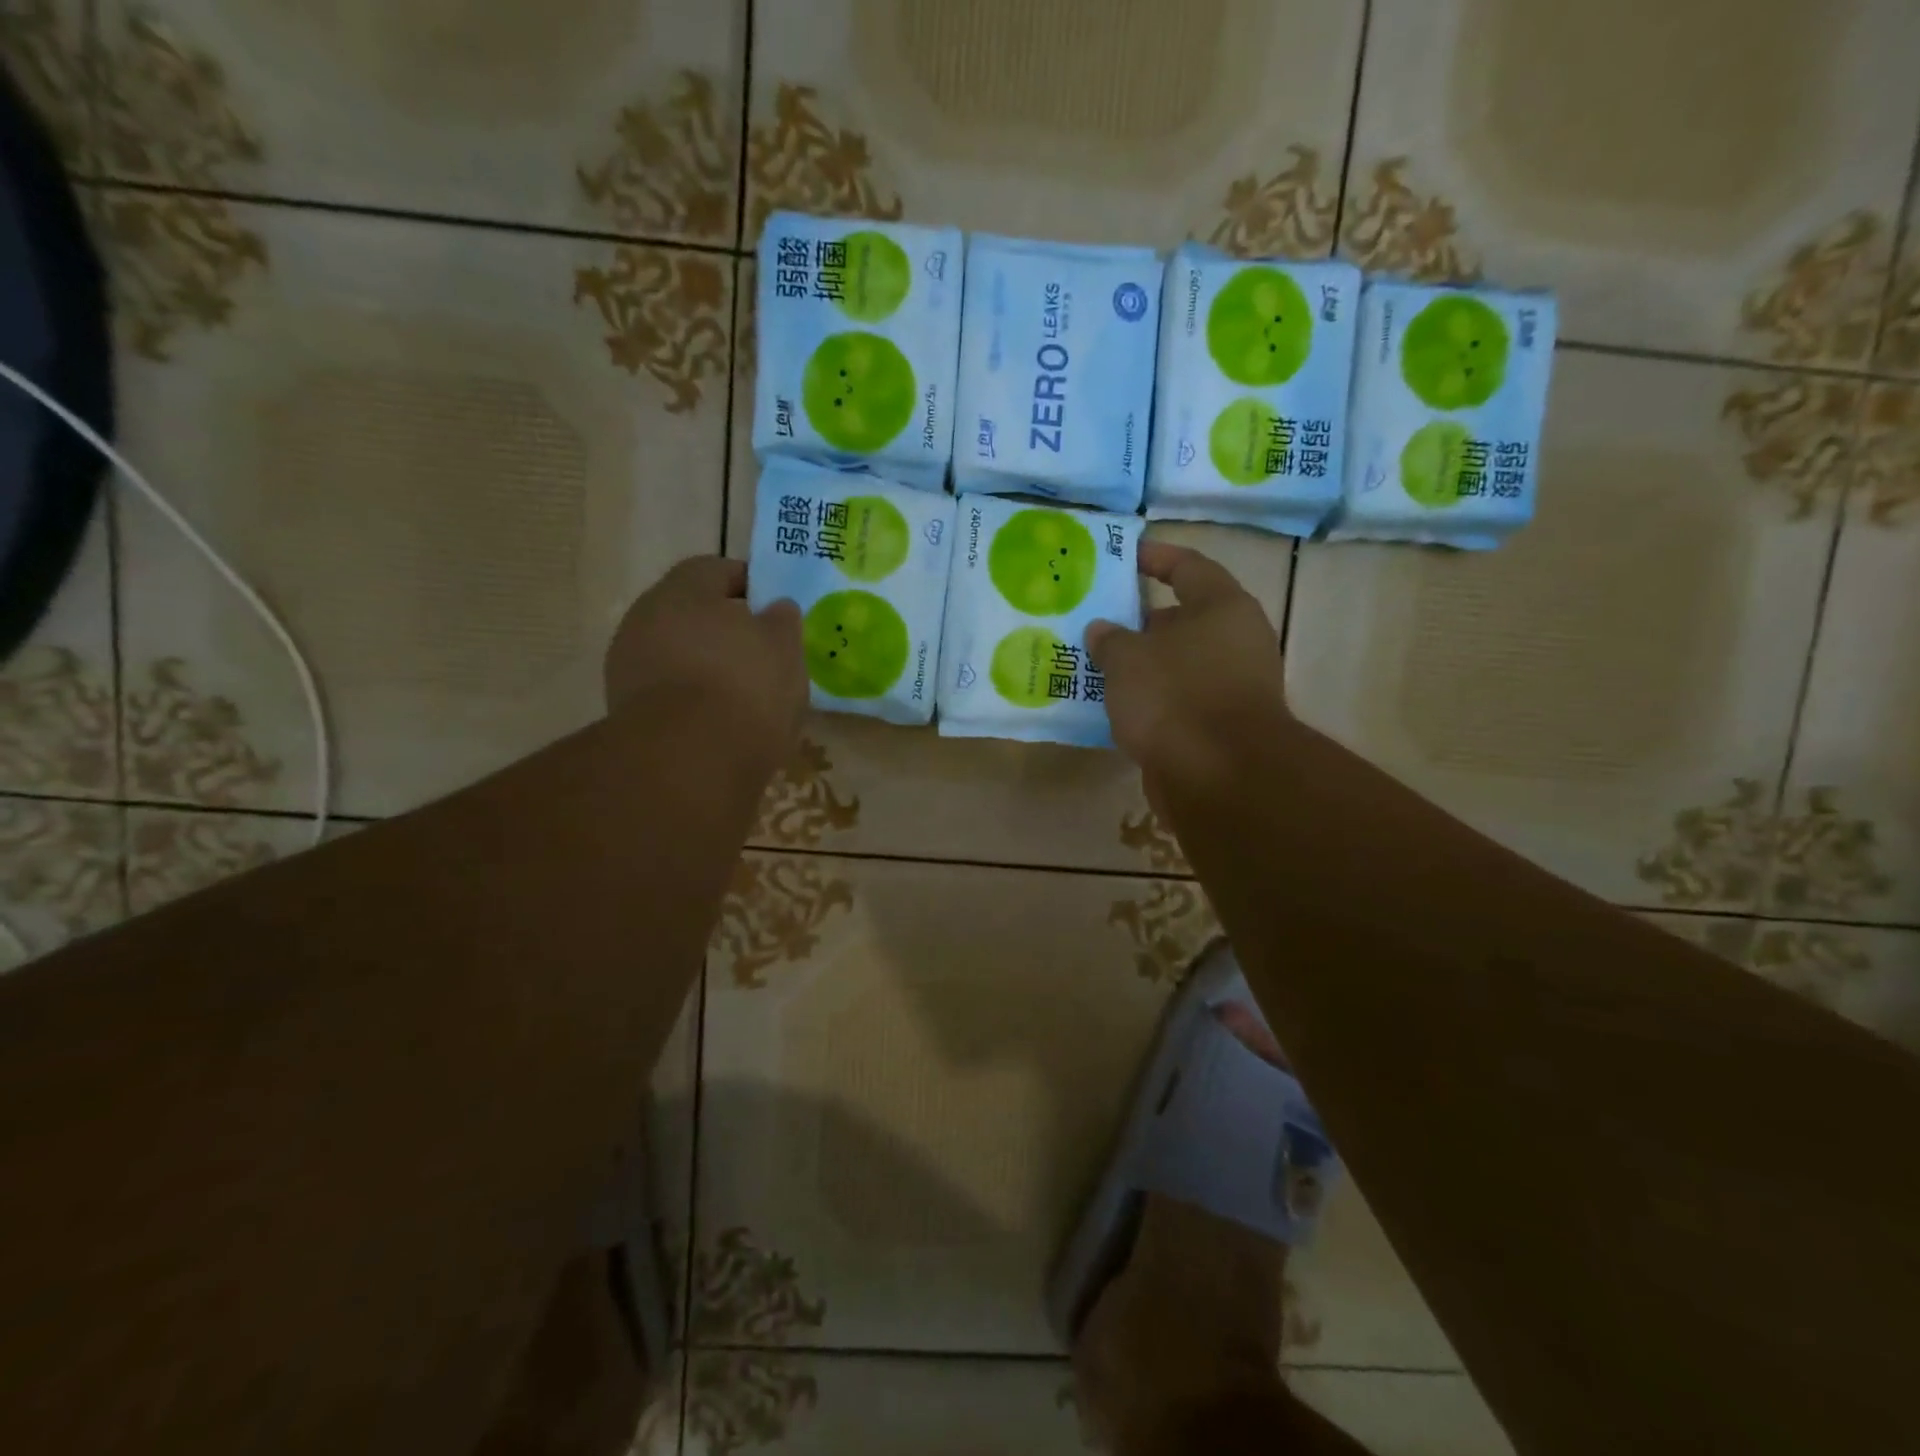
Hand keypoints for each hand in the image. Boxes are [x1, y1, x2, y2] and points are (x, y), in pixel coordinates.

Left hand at [604, 557, 805, 776]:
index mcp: (684, 590)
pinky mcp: (625, 711)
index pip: (715, 570)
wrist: (689, 760)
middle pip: (691, 614)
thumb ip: (782, 622)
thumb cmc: (746, 687)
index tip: (773, 608)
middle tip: (761, 653)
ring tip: (745, 694)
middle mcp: (645, 618)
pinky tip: (720, 721)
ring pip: (677, 654)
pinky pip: (668, 692)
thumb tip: (776, 609)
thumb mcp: (784, 648)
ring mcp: (628, 666)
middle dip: (724, 630)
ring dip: (706, 667)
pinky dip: (692, 700)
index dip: (748, 584)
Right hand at [1086, 542, 1290, 808]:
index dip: (1155, 557)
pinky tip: (1116, 706)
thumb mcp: (1127, 659)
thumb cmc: (1174, 697)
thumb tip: (1102, 630)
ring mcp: (1234, 686)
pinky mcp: (1221, 726)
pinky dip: (1152, 699)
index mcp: (1222, 607)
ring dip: (1143, 664)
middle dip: (1140, 620)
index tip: (1124, 556)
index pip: (1188, 566)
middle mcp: (1236, 640)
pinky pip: (1179, 700)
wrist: (1219, 776)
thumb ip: (1110, 639)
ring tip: (1097, 664)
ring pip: (1179, 663)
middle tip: (1098, 621)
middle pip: (1184, 618)